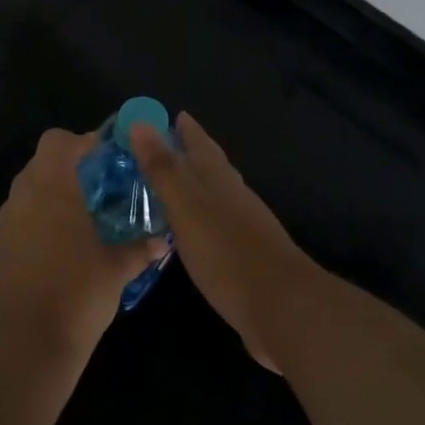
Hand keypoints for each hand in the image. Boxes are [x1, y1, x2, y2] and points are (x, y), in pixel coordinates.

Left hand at [0, 128, 164, 364]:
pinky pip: (18, 224)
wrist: (21, 346)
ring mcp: (3, 226)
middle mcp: (22, 198)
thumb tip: (161, 240)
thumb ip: (139, 249)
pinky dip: (37, 226)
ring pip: (27, 194)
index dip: (84, 142)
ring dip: (52, 198)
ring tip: (83, 223)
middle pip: (41, 164)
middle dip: (70, 170)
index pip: (59, 141)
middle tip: (101, 191)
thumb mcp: (116, 270)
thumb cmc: (75, 295)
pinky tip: (59, 254)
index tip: (109, 158)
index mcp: (52, 188)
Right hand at [130, 113, 312, 372]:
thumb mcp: (187, 208)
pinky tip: (192, 230)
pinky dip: (201, 217)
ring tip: (172, 184)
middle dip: (190, 153)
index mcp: (220, 181)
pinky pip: (218, 224)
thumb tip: (141, 123)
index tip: (168, 115)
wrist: (283, 309)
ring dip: (196, 184)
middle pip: (212, 166)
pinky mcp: (247, 257)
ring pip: (217, 194)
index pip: (200, 144)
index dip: (185, 129)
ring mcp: (246, 227)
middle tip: (162, 146)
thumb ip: (164, 169)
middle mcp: (235, 197)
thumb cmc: (228, 254)